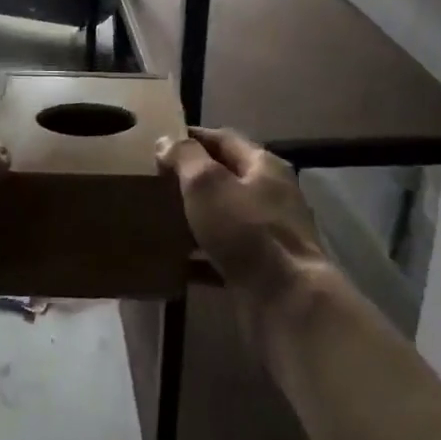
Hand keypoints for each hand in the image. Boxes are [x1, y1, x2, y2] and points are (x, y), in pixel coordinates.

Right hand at [156, 127, 328, 305]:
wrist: (286, 302)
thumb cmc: (246, 231)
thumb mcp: (208, 183)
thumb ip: (186, 157)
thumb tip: (167, 141)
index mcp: (263, 166)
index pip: (223, 139)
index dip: (192, 137)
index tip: (159, 143)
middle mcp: (270, 195)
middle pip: (225, 178)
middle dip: (191, 179)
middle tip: (153, 182)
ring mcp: (267, 235)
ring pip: (223, 218)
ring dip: (194, 217)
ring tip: (157, 218)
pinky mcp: (260, 270)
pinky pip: (223, 255)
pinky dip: (199, 255)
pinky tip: (173, 260)